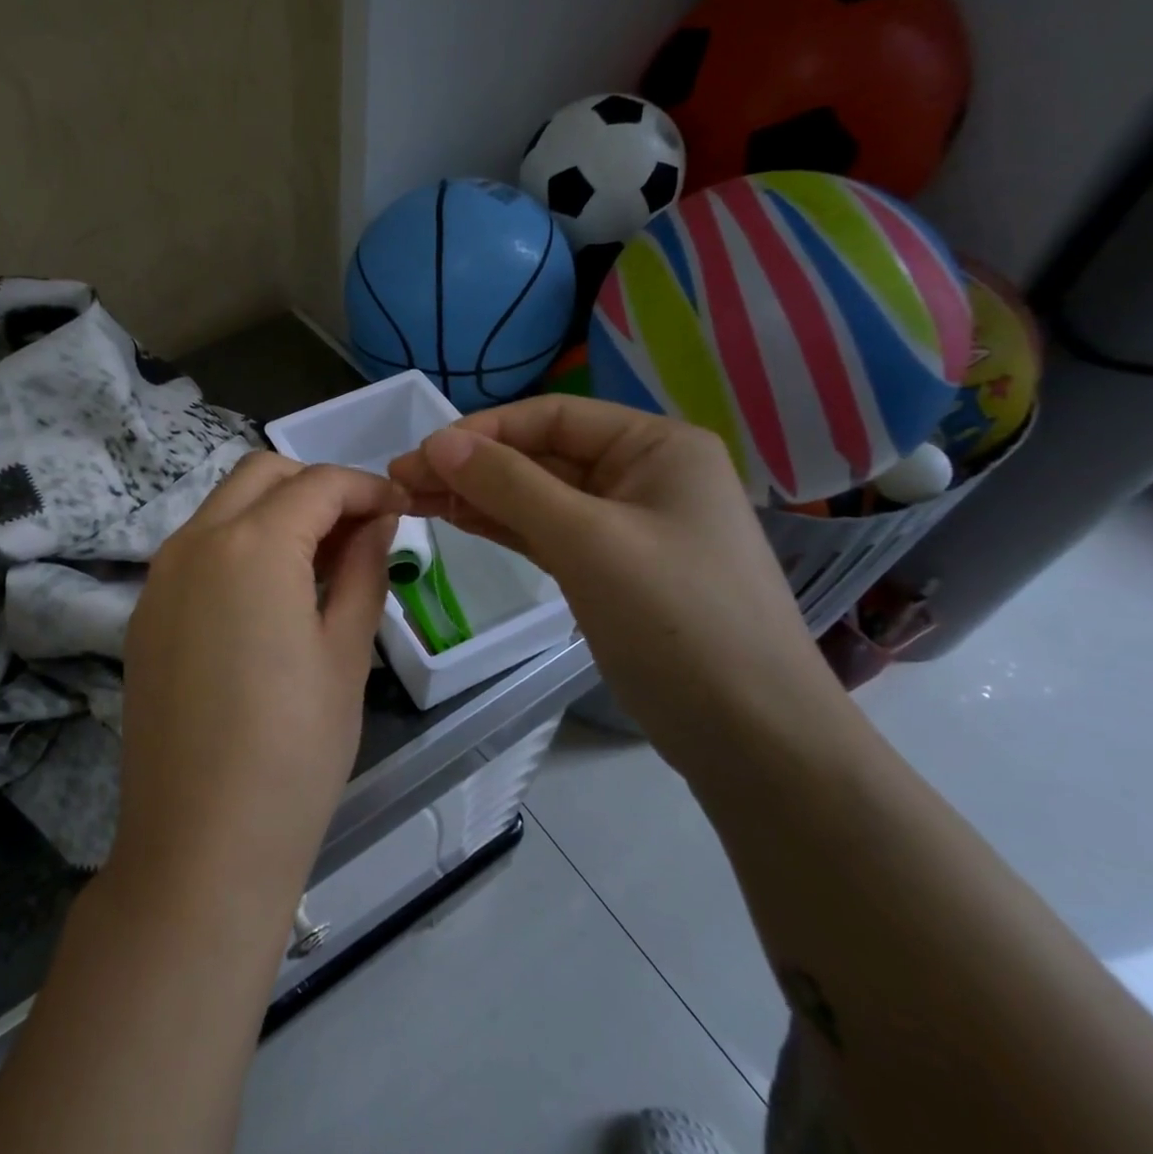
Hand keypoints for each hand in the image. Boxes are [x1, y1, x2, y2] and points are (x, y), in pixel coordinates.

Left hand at [114, 452, 404, 922]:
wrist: (200, 844)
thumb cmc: (294, 753)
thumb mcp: (345, 654)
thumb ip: (364, 570)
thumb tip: (377, 523)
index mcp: (252, 545)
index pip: (318, 483)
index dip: (366, 487)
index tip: (400, 511)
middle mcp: (194, 541)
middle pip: (261, 474)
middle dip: (315, 486)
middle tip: (360, 530)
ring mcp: (160, 576)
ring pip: (224, 506)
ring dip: (275, 512)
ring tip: (321, 562)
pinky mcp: (145, 612)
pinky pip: (198, 548)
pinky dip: (240, 544)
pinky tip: (270, 595)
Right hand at [387, 396, 833, 776]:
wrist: (752, 736)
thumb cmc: (678, 619)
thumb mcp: (587, 541)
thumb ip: (509, 485)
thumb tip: (437, 442)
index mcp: (655, 446)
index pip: (552, 416)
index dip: (482, 431)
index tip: (420, 454)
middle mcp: (642, 474)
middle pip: (540, 455)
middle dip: (471, 466)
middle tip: (400, 480)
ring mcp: (626, 524)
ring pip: (537, 495)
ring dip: (477, 495)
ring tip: (412, 499)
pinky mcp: (609, 568)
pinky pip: (545, 532)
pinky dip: (501, 526)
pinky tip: (456, 520)